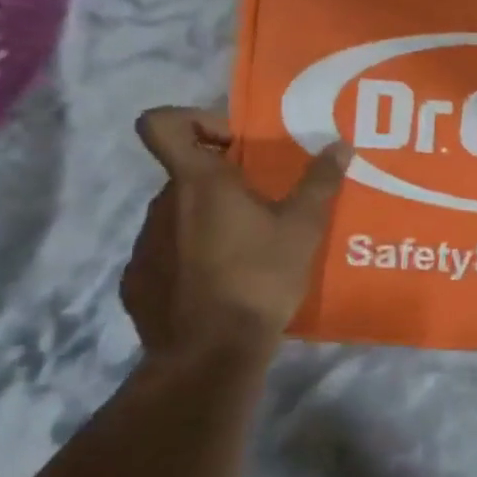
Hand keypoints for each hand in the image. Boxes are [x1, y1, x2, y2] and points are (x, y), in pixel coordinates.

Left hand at [122, 106, 349, 356]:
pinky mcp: (136, 284)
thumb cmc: (258, 279)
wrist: (209, 356)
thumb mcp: (302, 229)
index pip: (161, 123)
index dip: (192, 121)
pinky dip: (188, 260)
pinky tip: (219, 286)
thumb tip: (340, 145)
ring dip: (206, 222)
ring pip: (176, 216)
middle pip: (185, 174)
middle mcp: (161, 206)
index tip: (232, 145)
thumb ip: (320, 182)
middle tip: (261, 207)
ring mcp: (144, 246)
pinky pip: (164, 255)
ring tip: (245, 251)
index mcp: (198, 182)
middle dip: (221, 183)